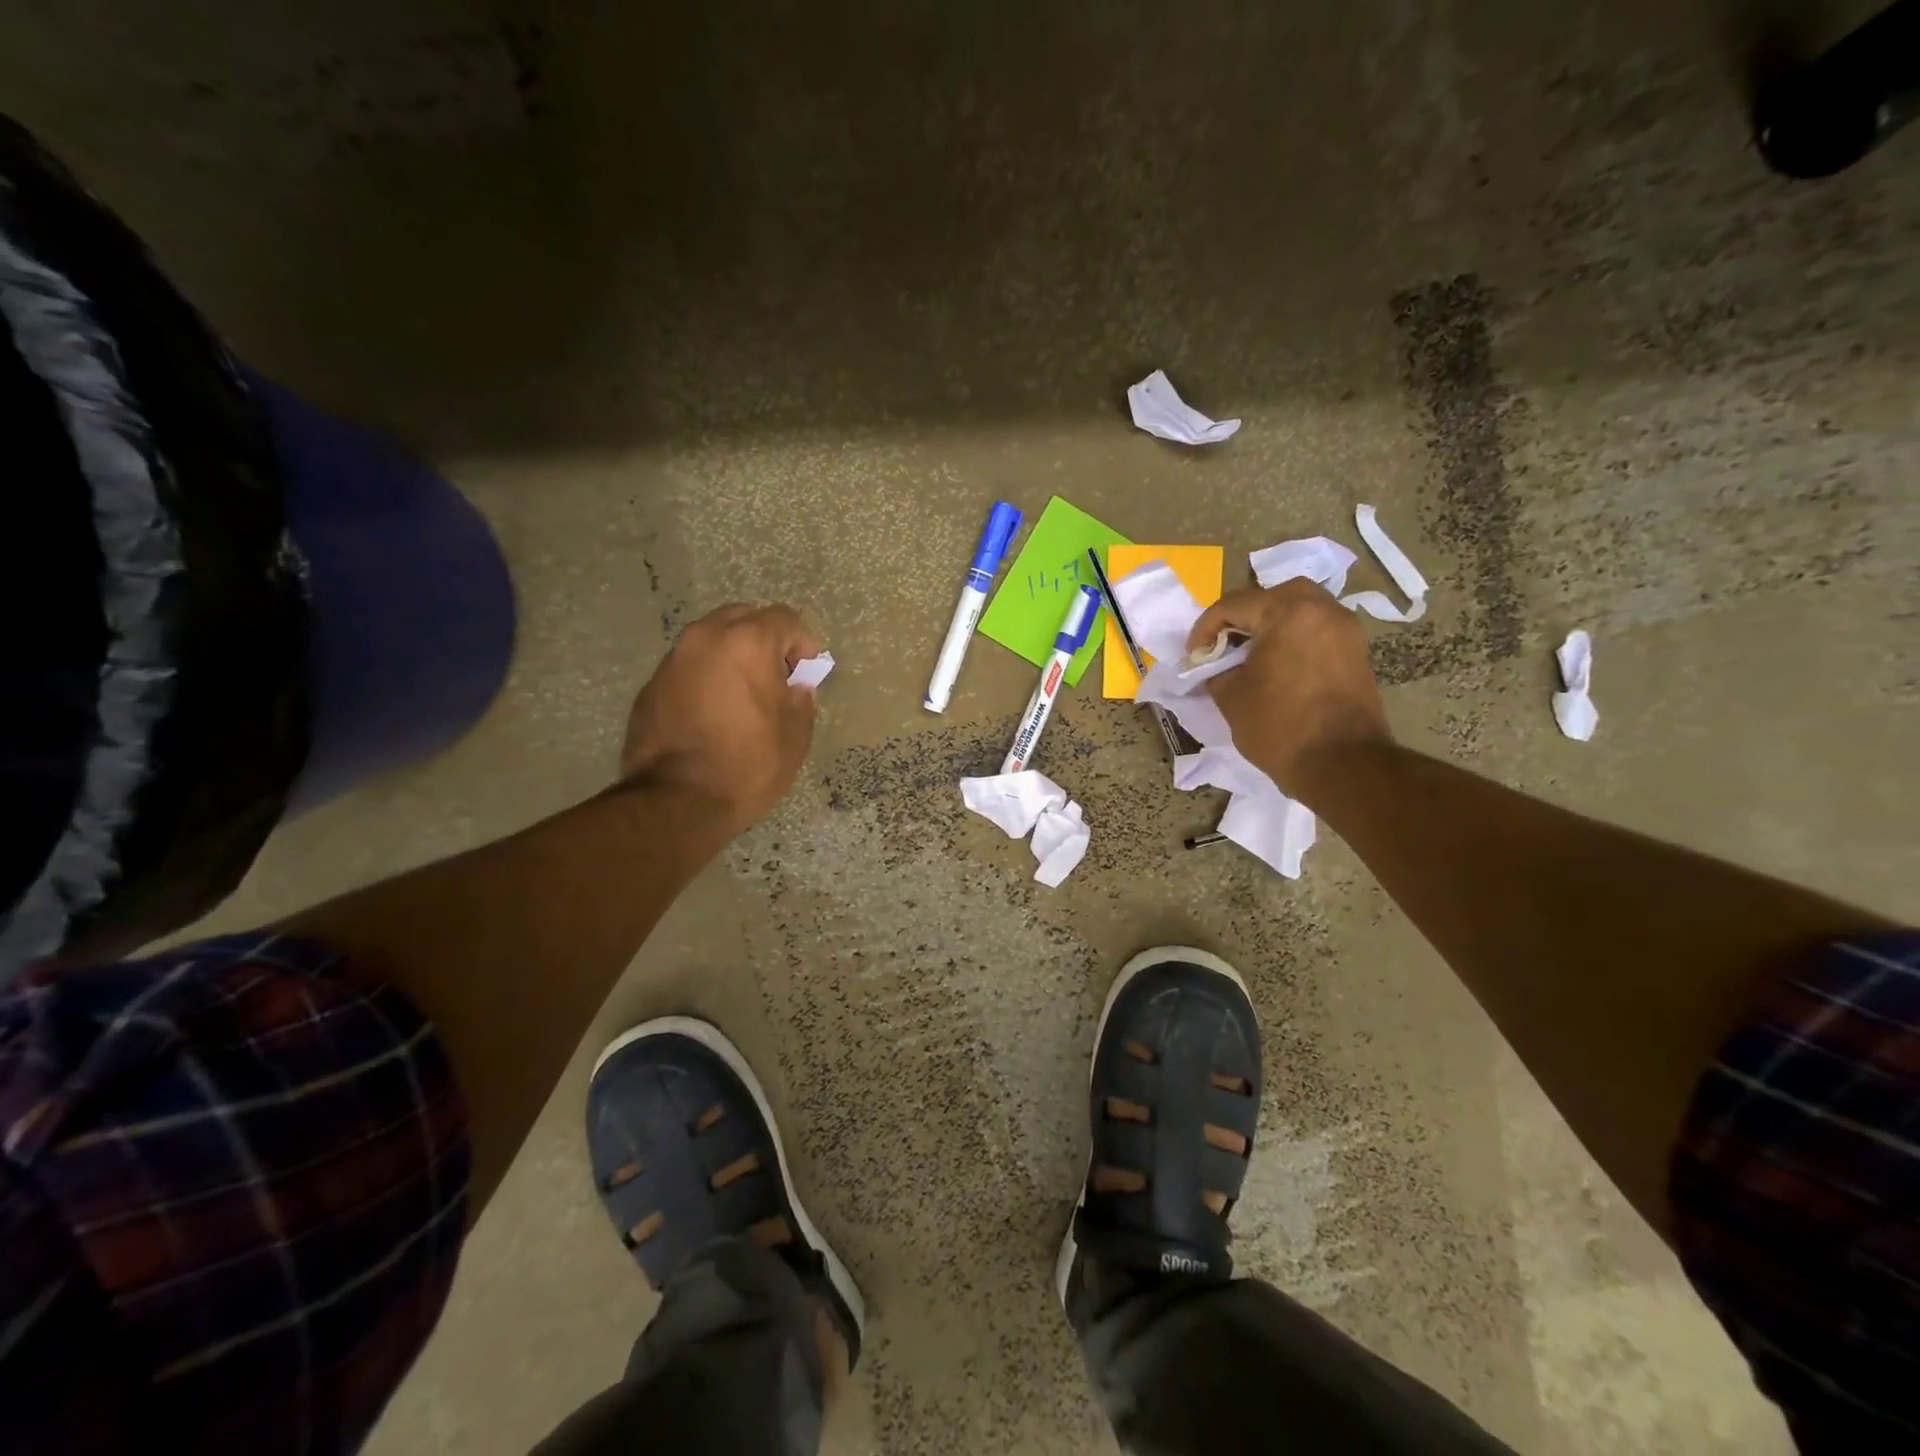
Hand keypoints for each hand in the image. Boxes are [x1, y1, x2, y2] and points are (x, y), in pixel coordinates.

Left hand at [621, 604, 823, 833]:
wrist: (677, 802)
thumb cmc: (748, 765)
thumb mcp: (795, 736)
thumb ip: (800, 700)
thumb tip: (794, 688)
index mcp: (748, 642)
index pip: (785, 619)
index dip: (804, 643)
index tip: (808, 672)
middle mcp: (706, 638)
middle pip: (743, 618)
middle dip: (765, 641)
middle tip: (777, 677)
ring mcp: (673, 660)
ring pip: (711, 640)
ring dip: (732, 656)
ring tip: (743, 694)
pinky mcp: (651, 685)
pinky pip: (688, 667)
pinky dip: (706, 677)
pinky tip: (713, 712)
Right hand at [1187, 580, 1391, 799]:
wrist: (1342, 765)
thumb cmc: (1279, 726)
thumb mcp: (1230, 696)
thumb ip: (1216, 669)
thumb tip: (1215, 664)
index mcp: (1288, 611)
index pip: (1232, 604)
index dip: (1204, 629)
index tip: (1194, 656)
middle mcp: (1323, 609)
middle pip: (1271, 597)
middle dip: (1242, 618)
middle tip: (1223, 646)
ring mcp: (1345, 629)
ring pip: (1298, 610)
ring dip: (1270, 625)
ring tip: (1249, 655)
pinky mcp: (1356, 652)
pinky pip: (1316, 630)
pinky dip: (1292, 638)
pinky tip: (1277, 666)